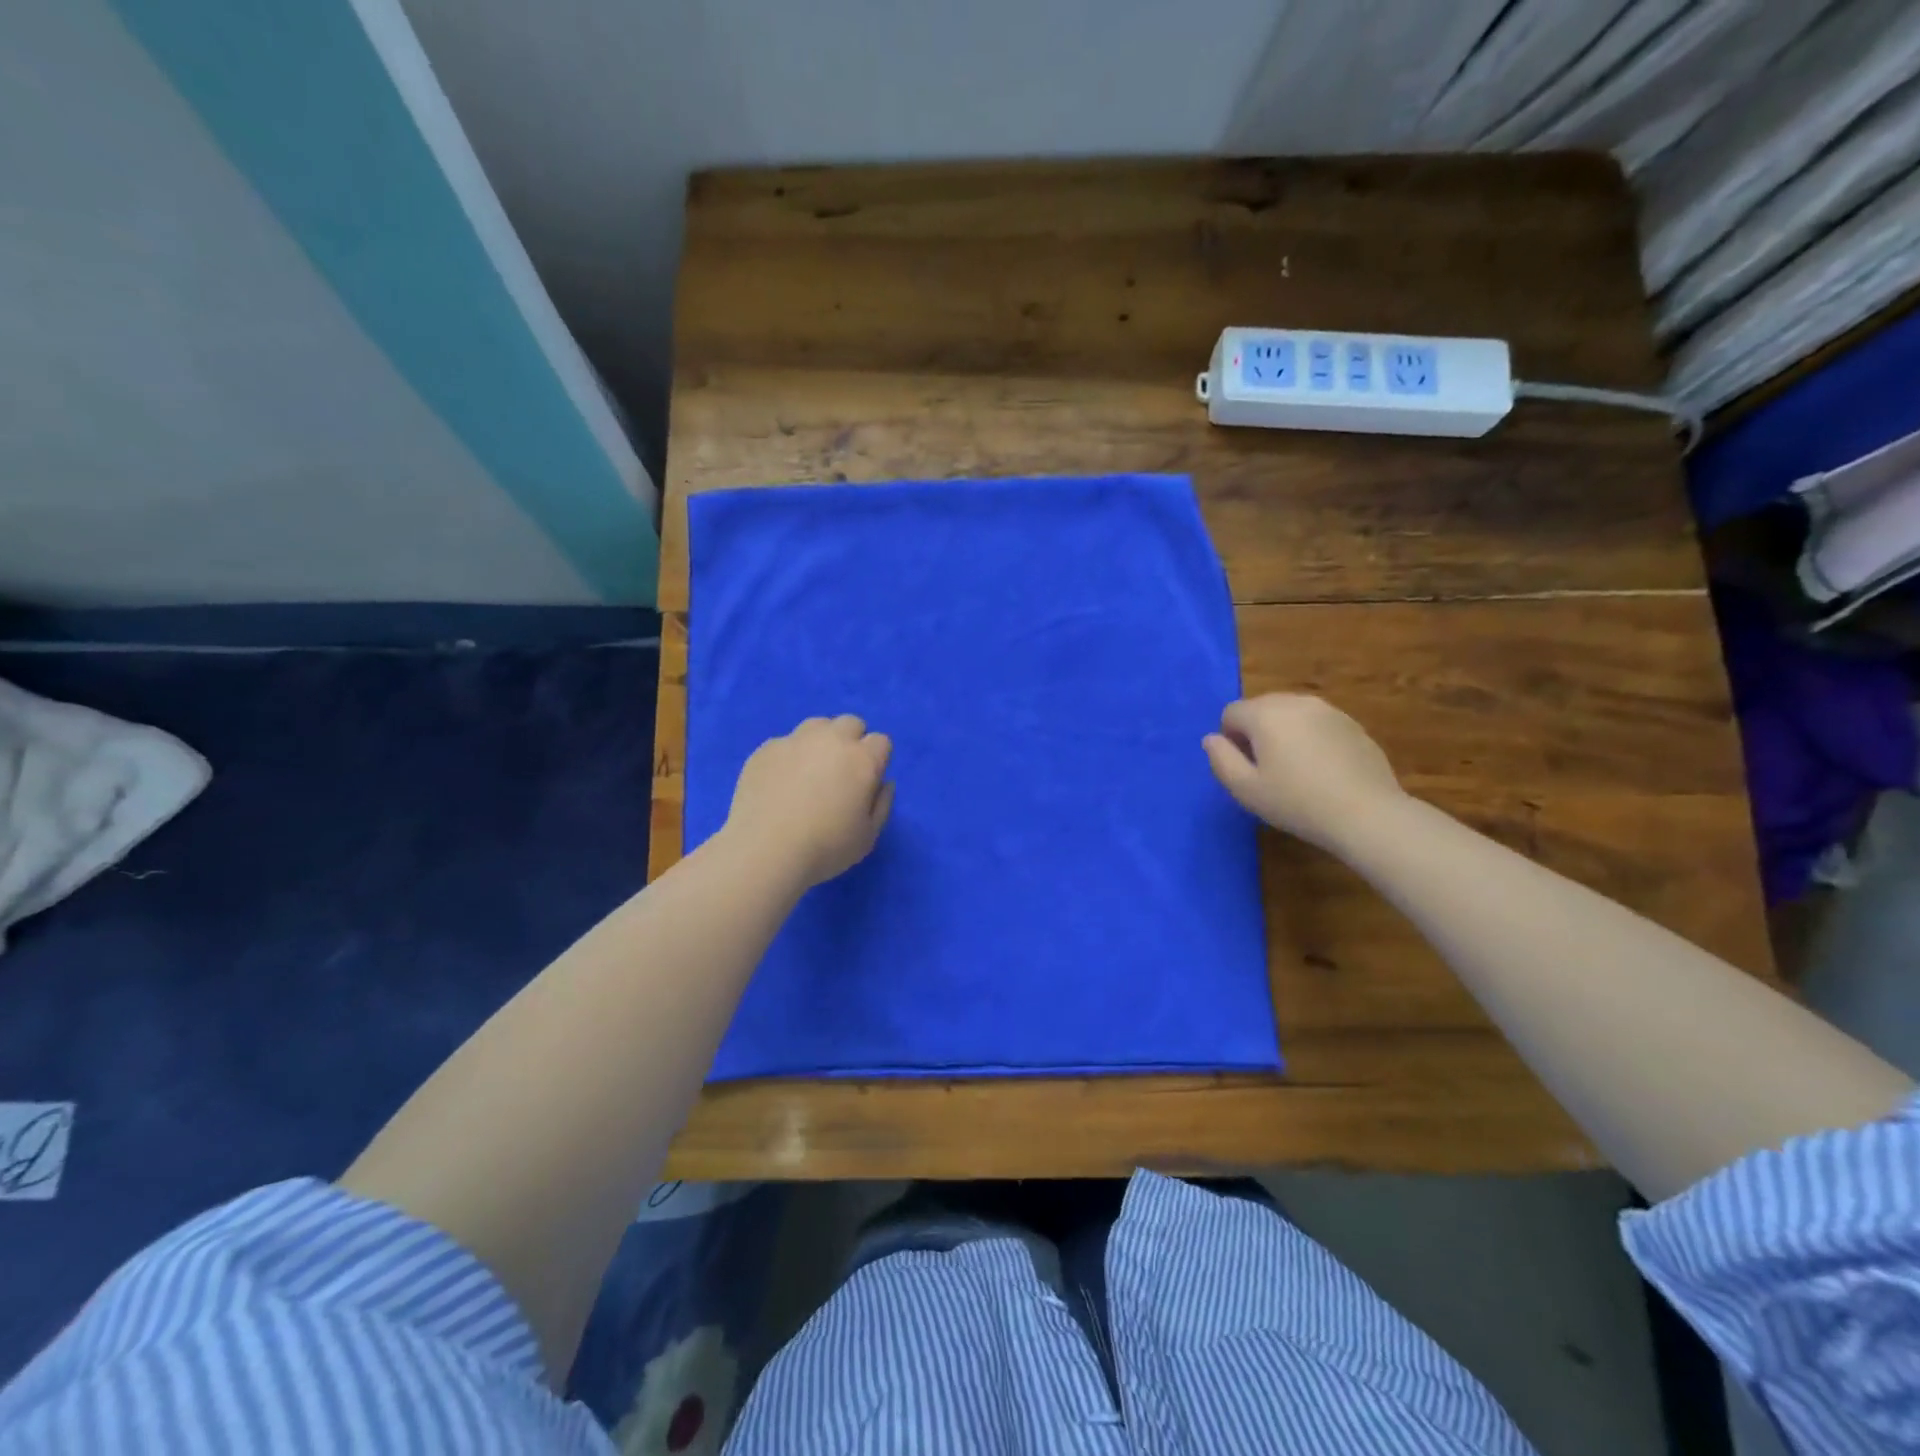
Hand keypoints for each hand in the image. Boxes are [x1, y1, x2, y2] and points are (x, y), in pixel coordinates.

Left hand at [725, 716, 894, 887]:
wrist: (765, 851)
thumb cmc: (825, 848)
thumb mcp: (868, 836)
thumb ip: (882, 804)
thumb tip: (885, 783)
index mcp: (862, 759)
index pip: (881, 741)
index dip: (877, 760)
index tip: (866, 781)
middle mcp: (831, 740)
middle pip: (850, 723)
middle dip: (851, 741)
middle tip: (841, 773)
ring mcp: (795, 741)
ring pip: (817, 725)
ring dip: (821, 741)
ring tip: (809, 772)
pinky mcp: (766, 749)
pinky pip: (785, 743)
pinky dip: (789, 756)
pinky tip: (780, 784)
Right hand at [1203, 695, 1403, 849]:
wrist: (1367, 813)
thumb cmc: (1296, 802)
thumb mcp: (1245, 789)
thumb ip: (1220, 759)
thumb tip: (1212, 739)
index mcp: (1265, 714)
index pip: (1231, 713)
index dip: (1230, 739)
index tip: (1244, 768)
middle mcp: (1295, 702)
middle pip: (1261, 708)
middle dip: (1256, 732)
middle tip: (1266, 770)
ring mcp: (1328, 710)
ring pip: (1290, 714)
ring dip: (1284, 733)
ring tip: (1295, 769)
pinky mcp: (1352, 724)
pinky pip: (1317, 724)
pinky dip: (1311, 739)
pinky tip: (1322, 770)